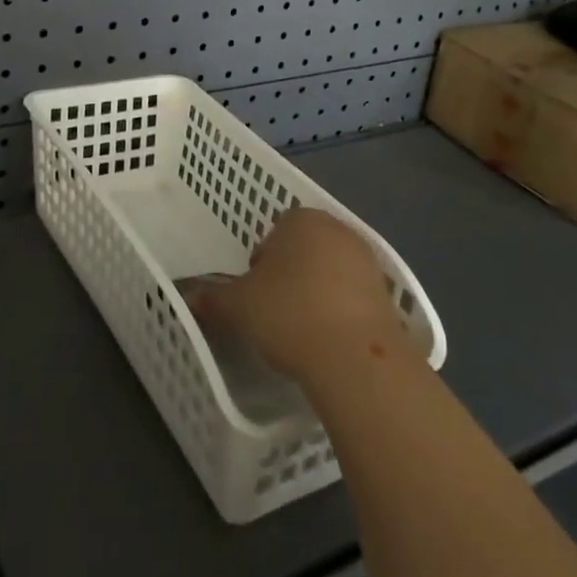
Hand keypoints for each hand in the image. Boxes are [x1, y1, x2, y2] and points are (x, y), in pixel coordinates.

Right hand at [183, 208, 408, 383]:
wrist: (356, 357)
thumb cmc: (289, 313)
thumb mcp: (238, 307)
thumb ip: (213, 298)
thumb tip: (188, 298)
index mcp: (300, 219)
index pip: (273, 233)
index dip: (261, 264)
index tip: (255, 294)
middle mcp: (337, 228)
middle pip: (304, 249)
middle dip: (290, 275)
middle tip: (275, 311)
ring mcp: (367, 260)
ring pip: (331, 272)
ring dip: (317, 292)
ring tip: (303, 330)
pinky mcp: (388, 293)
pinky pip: (354, 297)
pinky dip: (342, 312)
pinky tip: (330, 340)